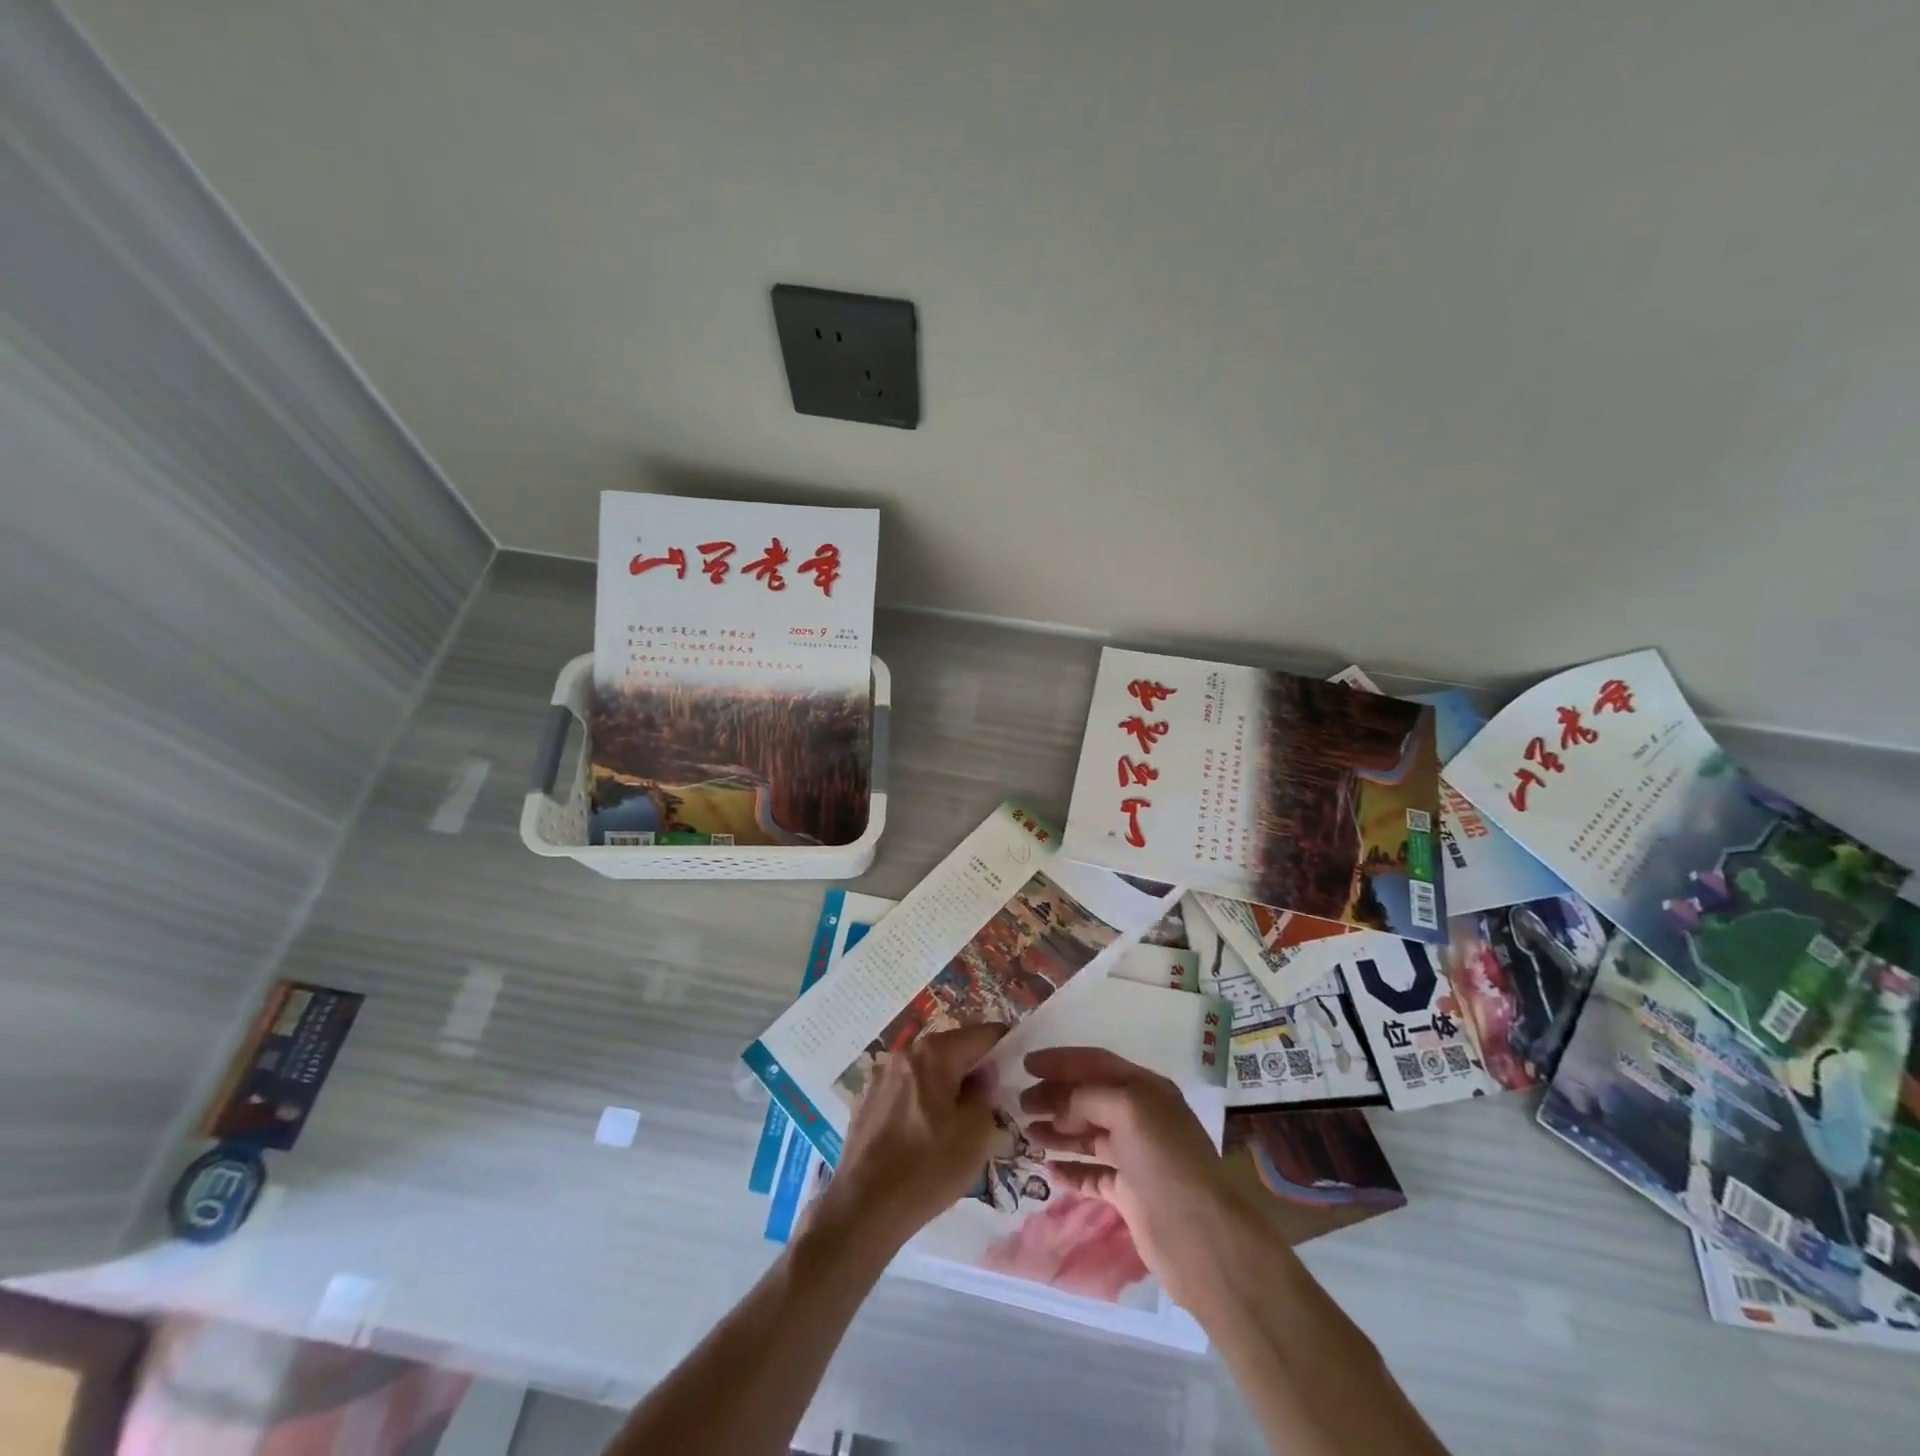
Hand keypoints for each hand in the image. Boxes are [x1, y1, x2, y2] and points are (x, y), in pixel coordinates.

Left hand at [811, 1024, 1006, 1249]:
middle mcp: (906, 1053)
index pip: (982, 1033)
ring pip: (928, 1070)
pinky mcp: (867, 1100)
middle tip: (992, 1100)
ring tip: (959, 1121)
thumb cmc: (927, 1168)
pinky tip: (926, 1134)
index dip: (1005, 1045)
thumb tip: (982, 1075)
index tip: (1018, 1066)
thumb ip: (985, 1093)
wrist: (862, 1208)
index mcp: (935, 1053)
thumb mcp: (975, 1134)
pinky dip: (923, 1100)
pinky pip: (907, 1089)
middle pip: (952, 1049)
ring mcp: (882, 1076)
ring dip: (947, 1085)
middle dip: (974, 1068)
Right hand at [1018, 1047, 1236, 1305]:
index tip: (1026, 1064)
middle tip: (1020, 1103)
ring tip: (1026, 1133)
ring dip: (1057, 1131)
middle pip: (1088, 1098)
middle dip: (1054, 1097)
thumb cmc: (1166, 1160)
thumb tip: (1058, 1108)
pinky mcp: (1129, 1193)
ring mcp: (1134, 1157)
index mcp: (1144, 1089)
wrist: (1203, 1237)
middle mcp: (1139, 1117)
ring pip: (1087, 1135)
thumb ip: (1088, 1097)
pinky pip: (1092, 1174)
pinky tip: (1048, 1171)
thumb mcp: (1128, 1109)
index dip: (1060, 1061)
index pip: (1095, 1063)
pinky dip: (1070, 1170)